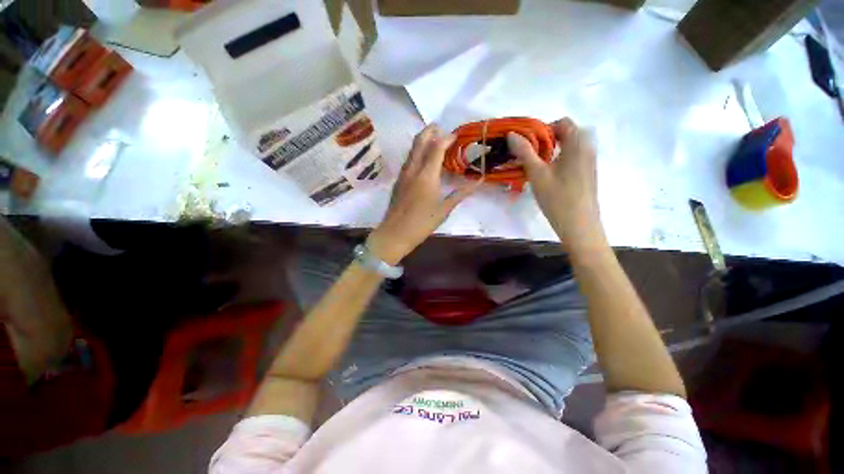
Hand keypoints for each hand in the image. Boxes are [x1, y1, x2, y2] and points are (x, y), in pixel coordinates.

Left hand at [367, 125, 480, 264]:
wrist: (395, 233)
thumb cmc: (422, 223)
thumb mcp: (444, 210)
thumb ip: (460, 194)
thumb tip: (478, 182)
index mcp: (426, 175)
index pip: (436, 148)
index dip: (446, 138)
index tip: (456, 135)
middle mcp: (413, 169)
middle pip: (420, 141)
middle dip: (430, 131)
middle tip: (441, 128)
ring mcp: (403, 174)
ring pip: (412, 149)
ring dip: (422, 140)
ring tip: (434, 141)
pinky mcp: (399, 180)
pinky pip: (409, 159)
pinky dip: (417, 152)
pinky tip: (424, 160)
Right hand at [507, 118, 603, 246]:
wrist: (579, 226)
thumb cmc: (557, 198)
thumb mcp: (537, 174)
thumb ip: (525, 152)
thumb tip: (512, 134)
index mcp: (578, 144)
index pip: (563, 123)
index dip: (544, 129)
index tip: (529, 144)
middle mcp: (588, 149)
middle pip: (567, 134)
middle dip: (547, 140)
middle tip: (531, 156)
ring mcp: (590, 162)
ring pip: (570, 147)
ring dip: (553, 151)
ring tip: (537, 167)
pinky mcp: (588, 175)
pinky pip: (574, 158)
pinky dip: (560, 160)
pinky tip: (549, 177)